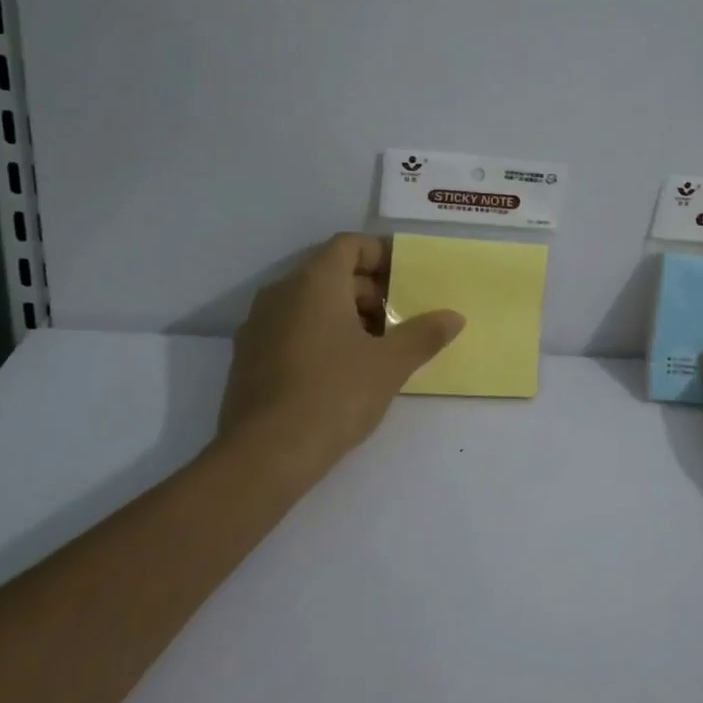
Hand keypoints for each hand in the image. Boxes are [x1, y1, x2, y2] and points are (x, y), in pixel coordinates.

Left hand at [216, 234, 463, 471]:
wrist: (263, 457)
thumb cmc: (333, 396)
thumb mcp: (390, 365)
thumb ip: (424, 334)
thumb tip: (454, 317)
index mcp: (314, 283)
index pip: (349, 245)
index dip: (381, 255)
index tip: (408, 279)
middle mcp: (280, 293)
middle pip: (331, 273)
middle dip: (370, 291)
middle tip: (401, 319)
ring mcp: (258, 326)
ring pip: (310, 303)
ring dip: (346, 315)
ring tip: (378, 348)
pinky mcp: (249, 358)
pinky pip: (291, 328)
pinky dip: (320, 335)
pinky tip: (343, 372)